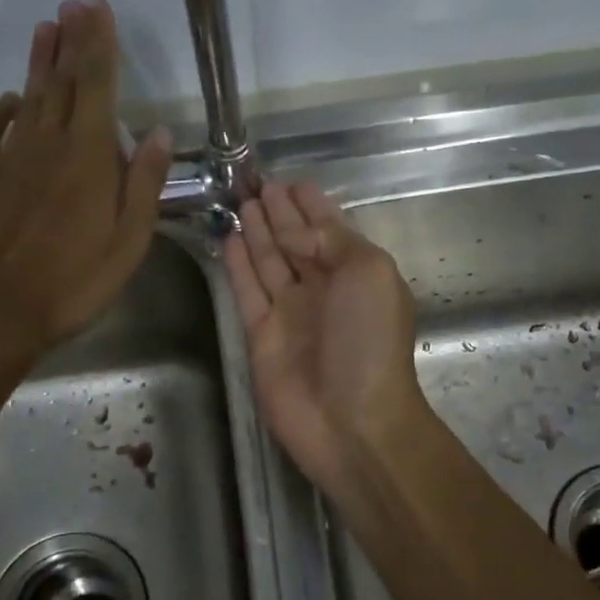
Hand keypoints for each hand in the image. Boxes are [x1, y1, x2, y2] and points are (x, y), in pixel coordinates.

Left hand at [0, 0, 172, 369]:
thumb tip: (157, 132)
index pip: (95, 86)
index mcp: (87, 157)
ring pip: (27, 98)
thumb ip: (143, 184)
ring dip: (38, 62)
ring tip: (46, 28)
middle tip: (75, 3)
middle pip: (60, 82)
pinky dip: (0, 108)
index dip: (98, 44)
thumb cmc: (72, 283)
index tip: (98, 9)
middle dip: (71, 41)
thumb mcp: (128, 243)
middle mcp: (46, 144)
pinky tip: (8, 99)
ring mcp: (6, 158)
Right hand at [223, 180, 426, 495]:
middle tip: (257, 182)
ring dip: (259, 231)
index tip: (291, 180)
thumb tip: (295, 231)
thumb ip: (331, 240)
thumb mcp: (369, 272)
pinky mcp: (261, 335)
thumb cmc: (369, 341)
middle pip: (296, 241)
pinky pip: (247, 290)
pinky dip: (239, 264)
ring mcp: (291, 312)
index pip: (330, 228)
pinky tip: (230, 238)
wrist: (351, 419)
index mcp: (357, 272)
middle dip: (281, 213)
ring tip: (241, 201)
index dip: (311, 205)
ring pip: (270, 261)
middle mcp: (323, 289)